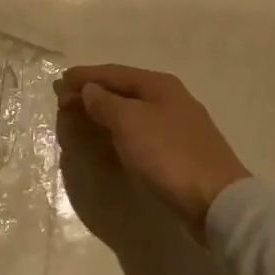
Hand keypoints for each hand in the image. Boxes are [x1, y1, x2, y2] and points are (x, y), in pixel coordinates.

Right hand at [55, 64, 249, 239]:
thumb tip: (90, 89)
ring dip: (101, 116)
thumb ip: (104, 102)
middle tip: (62, 104)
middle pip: (121, 92)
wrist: (216, 201)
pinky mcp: (177, 153)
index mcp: (158, 84)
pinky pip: (137, 134)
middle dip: (90, 96)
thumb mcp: (129, 122)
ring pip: (129, 114)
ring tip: (77, 122)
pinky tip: (105, 144)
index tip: (58, 83)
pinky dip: (116, 134)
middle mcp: (168, 99)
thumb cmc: (168, 153)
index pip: (113, 73)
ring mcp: (175, 127)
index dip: (84, 76)